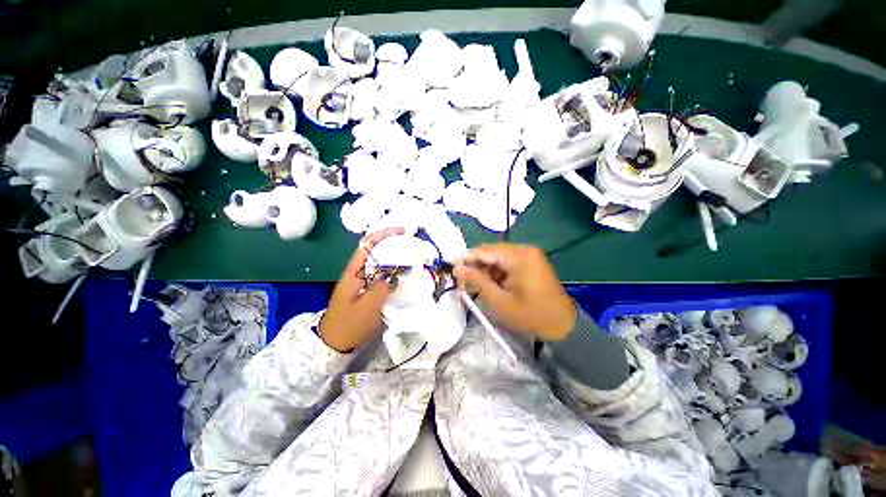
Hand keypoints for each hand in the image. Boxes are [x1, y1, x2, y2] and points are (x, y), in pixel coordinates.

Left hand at [320, 227, 404, 351]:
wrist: (334, 343)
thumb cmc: (348, 325)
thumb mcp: (367, 307)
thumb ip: (381, 288)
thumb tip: (394, 275)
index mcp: (354, 272)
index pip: (367, 245)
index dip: (383, 234)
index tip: (401, 232)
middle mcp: (357, 272)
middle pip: (375, 250)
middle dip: (392, 243)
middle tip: (411, 245)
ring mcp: (362, 281)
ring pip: (379, 262)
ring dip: (394, 257)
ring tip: (411, 257)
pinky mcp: (367, 289)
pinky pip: (381, 274)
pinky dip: (393, 270)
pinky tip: (403, 275)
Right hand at [453, 243, 575, 340]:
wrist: (562, 324)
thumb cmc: (531, 315)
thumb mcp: (500, 301)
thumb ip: (477, 281)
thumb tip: (457, 268)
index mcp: (519, 256)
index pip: (484, 251)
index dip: (466, 259)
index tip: (451, 269)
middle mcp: (523, 249)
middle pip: (490, 252)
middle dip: (474, 266)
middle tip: (462, 282)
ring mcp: (528, 254)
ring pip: (496, 257)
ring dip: (483, 270)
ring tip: (473, 286)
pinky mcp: (529, 261)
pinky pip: (505, 262)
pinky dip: (494, 272)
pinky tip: (488, 284)